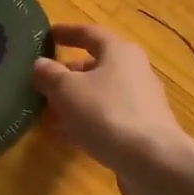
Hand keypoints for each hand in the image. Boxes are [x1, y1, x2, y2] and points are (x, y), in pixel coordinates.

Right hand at [35, 21, 193, 194]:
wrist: (153, 162)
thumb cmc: (106, 114)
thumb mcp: (67, 90)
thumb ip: (50, 75)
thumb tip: (40, 64)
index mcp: (119, 52)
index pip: (90, 34)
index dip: (67, 33)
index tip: (48, 34)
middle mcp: (134, 72)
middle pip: (97, 66)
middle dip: (69, 73)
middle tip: (43, 81)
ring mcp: (141, 103)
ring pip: (101, 95)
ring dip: (75, 101)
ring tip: (48, 112)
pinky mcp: (142, 130)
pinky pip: (107, 118)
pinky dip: (86, 122)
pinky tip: (66, 136)